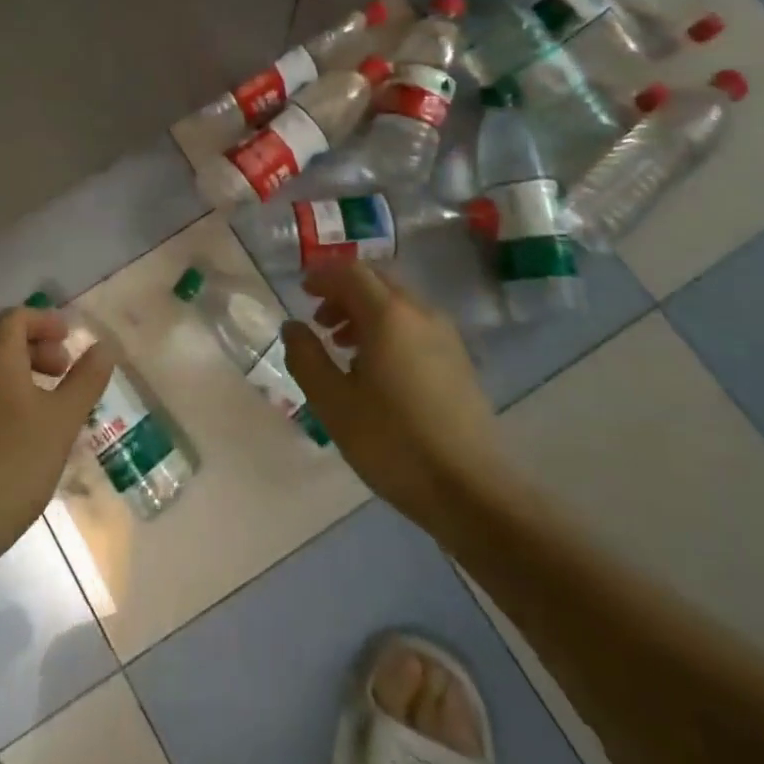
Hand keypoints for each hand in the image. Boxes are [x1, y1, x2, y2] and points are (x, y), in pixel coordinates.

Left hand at [0, 305, 115, 566]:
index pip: (16, 317)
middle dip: (38, 347)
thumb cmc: (16, 461)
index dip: (46, 321)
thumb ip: (86, 379)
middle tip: (65, 369)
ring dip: (25, 372)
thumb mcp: (63, 419)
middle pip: (3, 340)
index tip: (70, 339)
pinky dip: (10, 395)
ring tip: (54, 402)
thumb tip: (104, 346)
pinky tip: (30, 431)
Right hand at [283, 264, 503, 529]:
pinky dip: (389, 329)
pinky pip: (415, 326)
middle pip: (378, 282)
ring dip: (366, 312)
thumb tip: (293, 326)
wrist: (471, 491)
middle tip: (319, 320)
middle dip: (344, 292)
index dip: (323, 277)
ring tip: (343, 346)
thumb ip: (306, 356)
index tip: (302, 292)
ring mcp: (446, 337)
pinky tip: (376, 369)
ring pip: (398, 304)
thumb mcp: (333, 402)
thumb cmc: (393, 442)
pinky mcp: (459, 362)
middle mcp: (421, 314)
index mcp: (389, 315)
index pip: (351, 273)